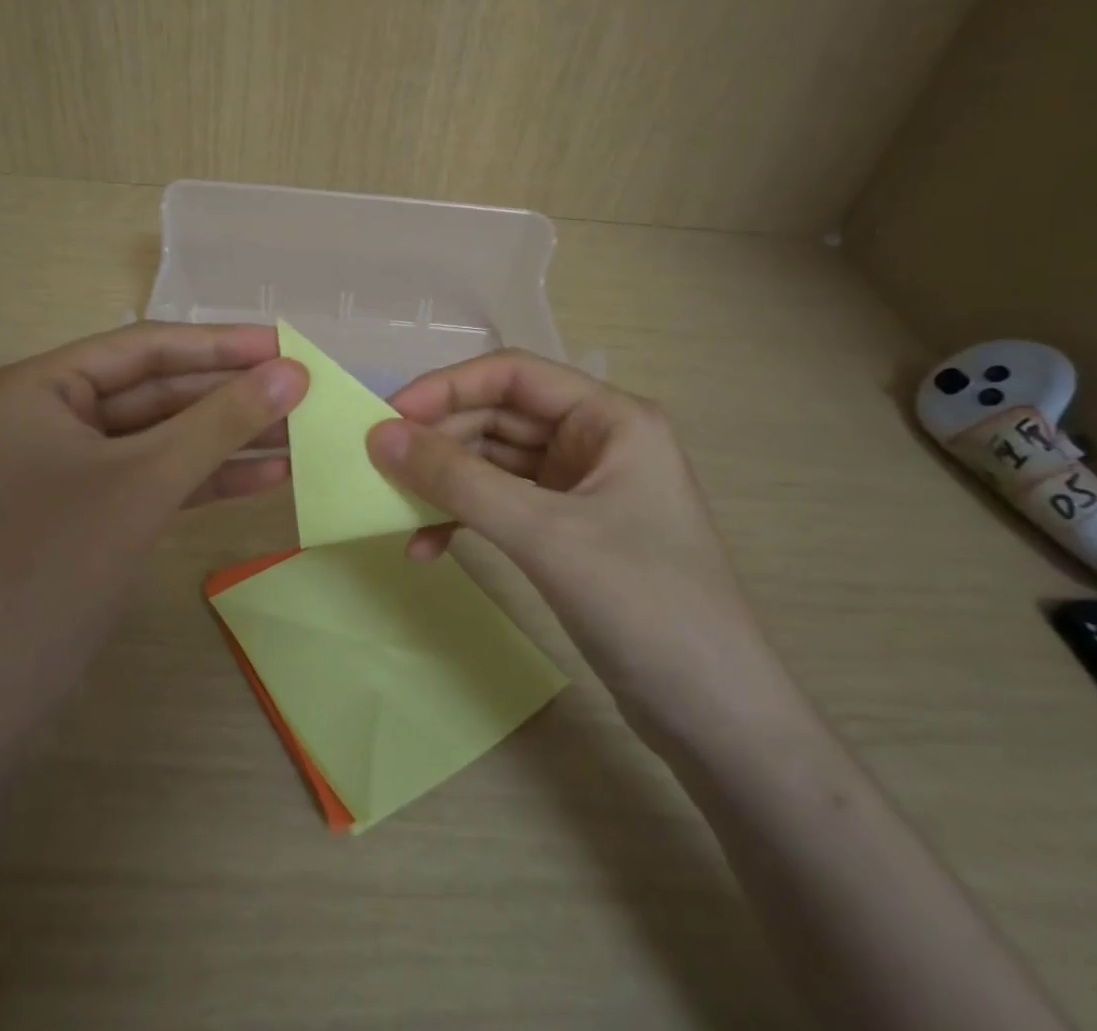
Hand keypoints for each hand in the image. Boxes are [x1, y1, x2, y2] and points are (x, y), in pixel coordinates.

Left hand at [0, 323, 307, 796]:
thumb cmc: (54, 569)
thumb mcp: (145, 483)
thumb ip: (221, 422)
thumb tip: (294, 372)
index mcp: (40, 388)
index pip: (144, 348)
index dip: (221, 345)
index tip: (286, 344)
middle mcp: (53, 417)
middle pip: (158, 391)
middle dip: (230, 396)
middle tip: (304, 390)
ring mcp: (73, 468)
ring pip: (165, 438)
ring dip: (230, 438)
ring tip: (301, 432)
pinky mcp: (93, 513)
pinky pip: (159, 479)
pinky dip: (210, 478)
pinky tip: (269, 477)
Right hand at [368, 351, 780, 735]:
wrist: (716, 720)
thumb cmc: (644, 606)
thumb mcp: (544, 534)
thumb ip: (458, 480)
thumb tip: (379, 435)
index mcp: (609, 418)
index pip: (512, 375)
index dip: (446, 388)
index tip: (388, 416)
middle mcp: (595, 440)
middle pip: (498, 417)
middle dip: (439, 441)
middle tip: (379, 466)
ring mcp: (581, 488)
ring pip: (494, 463)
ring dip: (445, 484)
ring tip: (395, 510)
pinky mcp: (568, 531)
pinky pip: (501, 505)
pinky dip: (463, 519)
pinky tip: (427, 548)